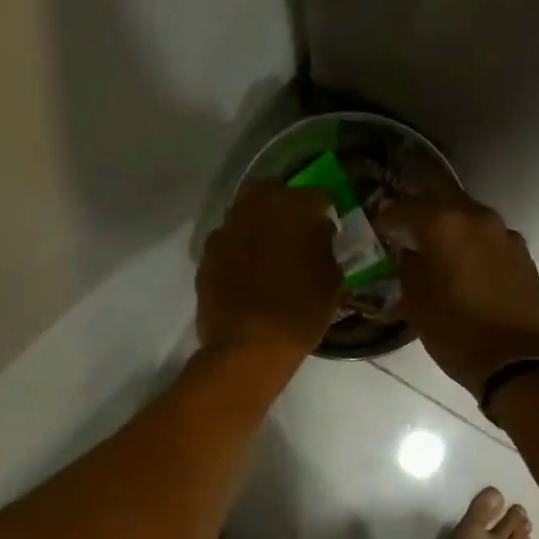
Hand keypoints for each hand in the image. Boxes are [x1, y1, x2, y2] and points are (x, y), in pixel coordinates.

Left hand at [197, 182, 341, 363]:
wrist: (248, 347)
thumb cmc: (301, 312)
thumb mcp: (332, 280)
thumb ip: (325, 247)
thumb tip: (318, 233)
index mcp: (294, 207)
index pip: (318, 194)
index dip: (325, 209)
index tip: (329, 226)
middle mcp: (255, 207)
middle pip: (271, 191)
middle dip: (284, 205)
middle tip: (295, 230)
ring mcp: (226, 230)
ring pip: (244, 213)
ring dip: (258, 225)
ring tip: (269, 252)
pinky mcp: (206, 255)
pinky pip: (227, 242)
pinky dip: (238, 250)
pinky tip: (247, 272)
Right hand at [379, 192, 538, 396]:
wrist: (515, 361)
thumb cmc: (456, 332)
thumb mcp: (416, 303)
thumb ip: (408, 268)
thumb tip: (409, 253)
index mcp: (445, 224)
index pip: (406, 206)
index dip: (387, 217)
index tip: (377, 229)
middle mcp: (477, 217)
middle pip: (442, 196)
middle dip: (421, 209)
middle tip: (406, 227)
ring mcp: (505, 234)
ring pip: (470, 215)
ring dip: (451, 225)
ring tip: (437, 247)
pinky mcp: (523, 254)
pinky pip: (490, 237)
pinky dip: (474, 243)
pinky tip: (467, 265)